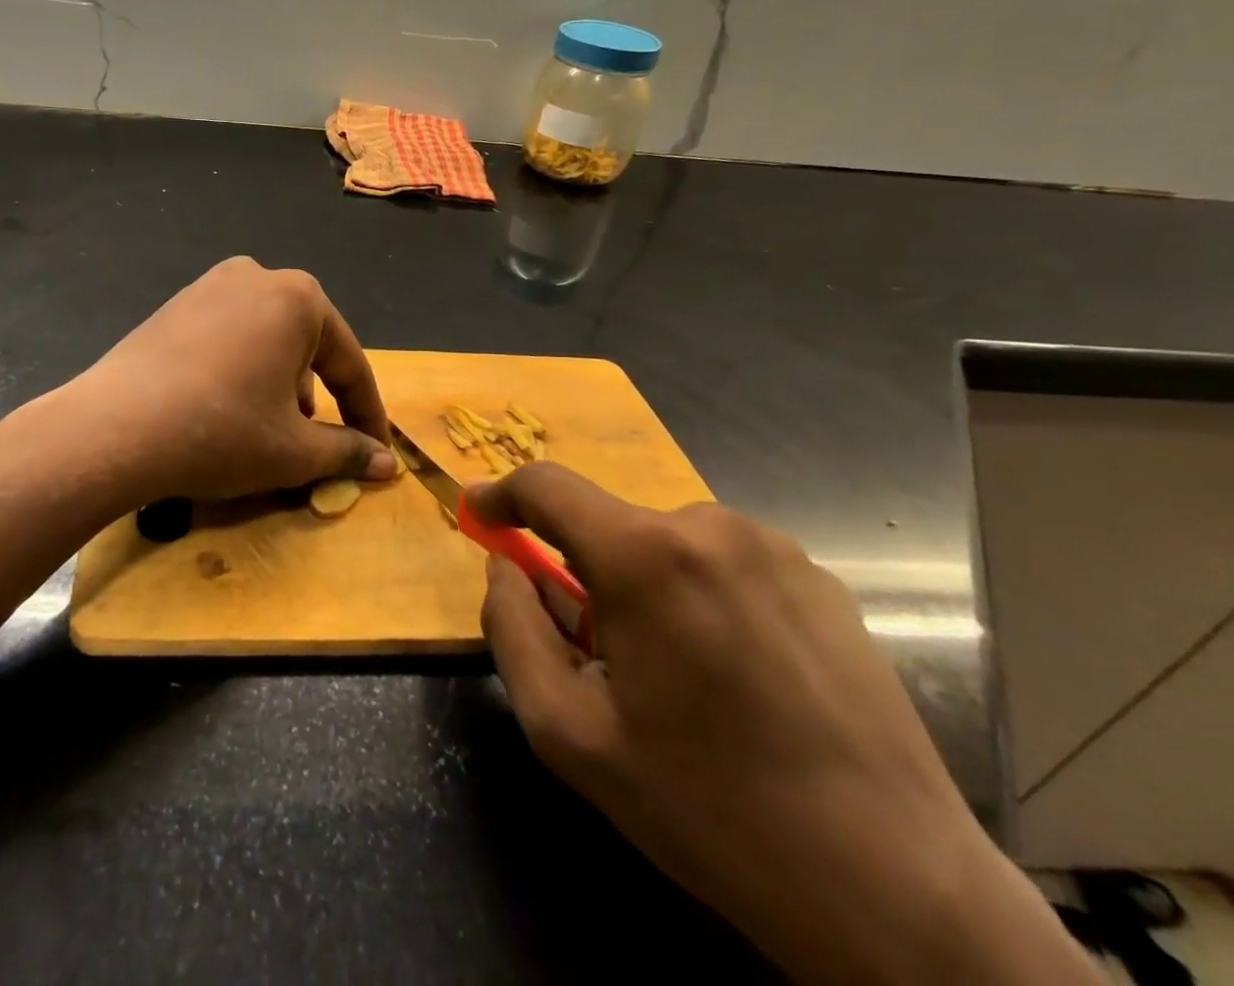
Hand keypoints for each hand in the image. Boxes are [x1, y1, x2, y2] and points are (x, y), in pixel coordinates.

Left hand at [62, 257, 396, 507]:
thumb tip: (386, 463)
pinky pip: (228, 338)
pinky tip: (224, 409)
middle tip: (313, 443)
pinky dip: (241, 371)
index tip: (378, 452)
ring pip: (266, 341)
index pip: (350, 364)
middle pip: (306, 346)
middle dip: (316, 397)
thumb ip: (346, 451)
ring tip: (266, 430)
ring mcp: (209, 286)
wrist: (114, 427)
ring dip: (278, 385)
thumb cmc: (221, 431)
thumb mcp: (293, 450)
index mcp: (299, 298)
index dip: (368, 415)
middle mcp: (257, 277)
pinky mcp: (175, 306)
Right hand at [474, 464, 1101, 985]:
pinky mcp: (822, 578)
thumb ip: (513, 630)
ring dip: (646, 586)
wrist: (896, 890)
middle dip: (586, 572)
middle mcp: (710, 526)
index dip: (502, 494)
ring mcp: (775, 547)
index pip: (548, 487)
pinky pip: (724, 563)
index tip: (480, 514)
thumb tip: (506, 567)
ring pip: (667, 544)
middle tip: (599, 653)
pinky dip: (701, 595)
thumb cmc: (708, 807)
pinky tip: (737, 675)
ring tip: (679, 676)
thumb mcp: (569, 732)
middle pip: (610, 526)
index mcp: (645, 556)